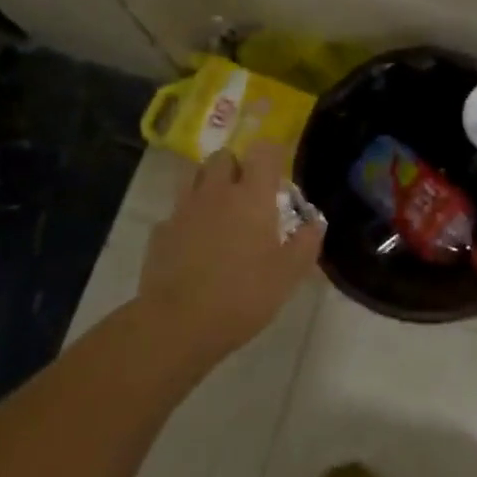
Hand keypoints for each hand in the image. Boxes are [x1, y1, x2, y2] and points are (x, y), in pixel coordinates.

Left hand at [140, 142, 323, 352]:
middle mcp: (217, 192)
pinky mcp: (161, 232)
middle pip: (223, 157)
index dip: (272, 154)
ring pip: (195, 177)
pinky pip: (177, 212)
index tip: (278, 170)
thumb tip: (316, 223)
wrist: (177, 324)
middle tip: (248, 193)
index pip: (263, 151)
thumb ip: (305, 244)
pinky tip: (194, 244)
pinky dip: (187, 219)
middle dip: (236, 166)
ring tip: (220, 213)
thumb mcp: (287, 276)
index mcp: (251, 196)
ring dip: (209, 186)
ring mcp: (184, 210)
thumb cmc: (242, 295)